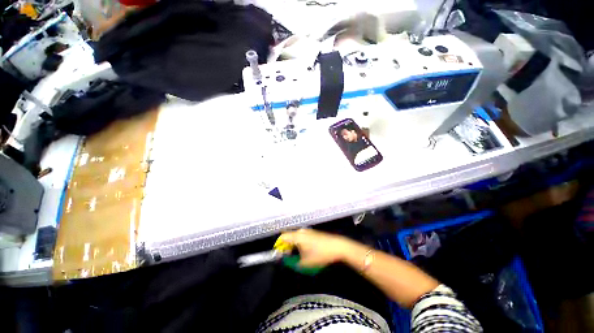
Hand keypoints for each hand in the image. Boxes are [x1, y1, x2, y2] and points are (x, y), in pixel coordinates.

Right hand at [280, 229, 355, 267]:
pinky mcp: (313, 233)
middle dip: (285, 247)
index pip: (282, 237)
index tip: (278, 255)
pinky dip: (299, 243)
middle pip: (288, 236)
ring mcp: (308, 231)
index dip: (278, 246)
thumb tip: (286, 261)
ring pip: (295, 237)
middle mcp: (301, 231)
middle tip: (286, 257)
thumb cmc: (320, 254)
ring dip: (292, 245)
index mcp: (297, 236)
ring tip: (295, 256)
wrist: (337, 246)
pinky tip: (304, 252)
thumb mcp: (305, 263)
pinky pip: (301, 237)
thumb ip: (293, 262)